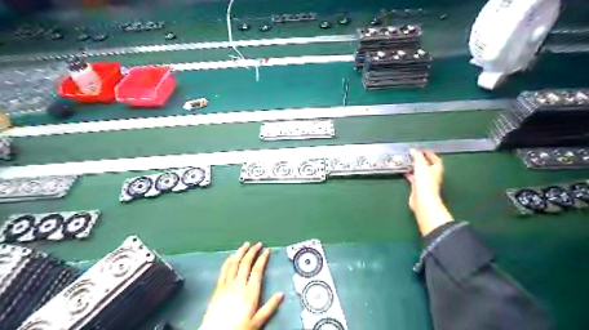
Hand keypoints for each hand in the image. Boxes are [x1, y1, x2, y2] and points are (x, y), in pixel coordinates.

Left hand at [198, 242, 285, 329]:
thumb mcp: (258, 321)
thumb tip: (282, 294)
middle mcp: (239, 285)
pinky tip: (230, 256)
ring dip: (240, 252)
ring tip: (245, 245)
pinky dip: (228, 261)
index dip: (262, 258)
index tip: (267, 250)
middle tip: (257, 244)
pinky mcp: (218, 288)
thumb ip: (270, 307)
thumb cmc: (239, 328)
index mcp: (250, 292)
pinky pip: (223, 271)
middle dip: (252, 252)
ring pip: (234, 264)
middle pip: (246, 263)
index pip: (257, 270)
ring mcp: (227, 285)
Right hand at [408, 149, 451, 236]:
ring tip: (407, 162)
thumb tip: (413, 150)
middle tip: (412, 155)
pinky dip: (410, 174)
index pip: (434, 158)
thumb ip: (417, 156)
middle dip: (420, 160)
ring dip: (414, 167)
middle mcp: (432, 175)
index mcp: (436, 168)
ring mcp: (425, 182)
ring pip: (420, 172)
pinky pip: (414, 178)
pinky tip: (404, 172)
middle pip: (427, 165)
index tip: (421, 149)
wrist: (422, 199)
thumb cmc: (425, 181)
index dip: (429, 153)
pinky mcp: (418, 187)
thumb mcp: (421, 165)